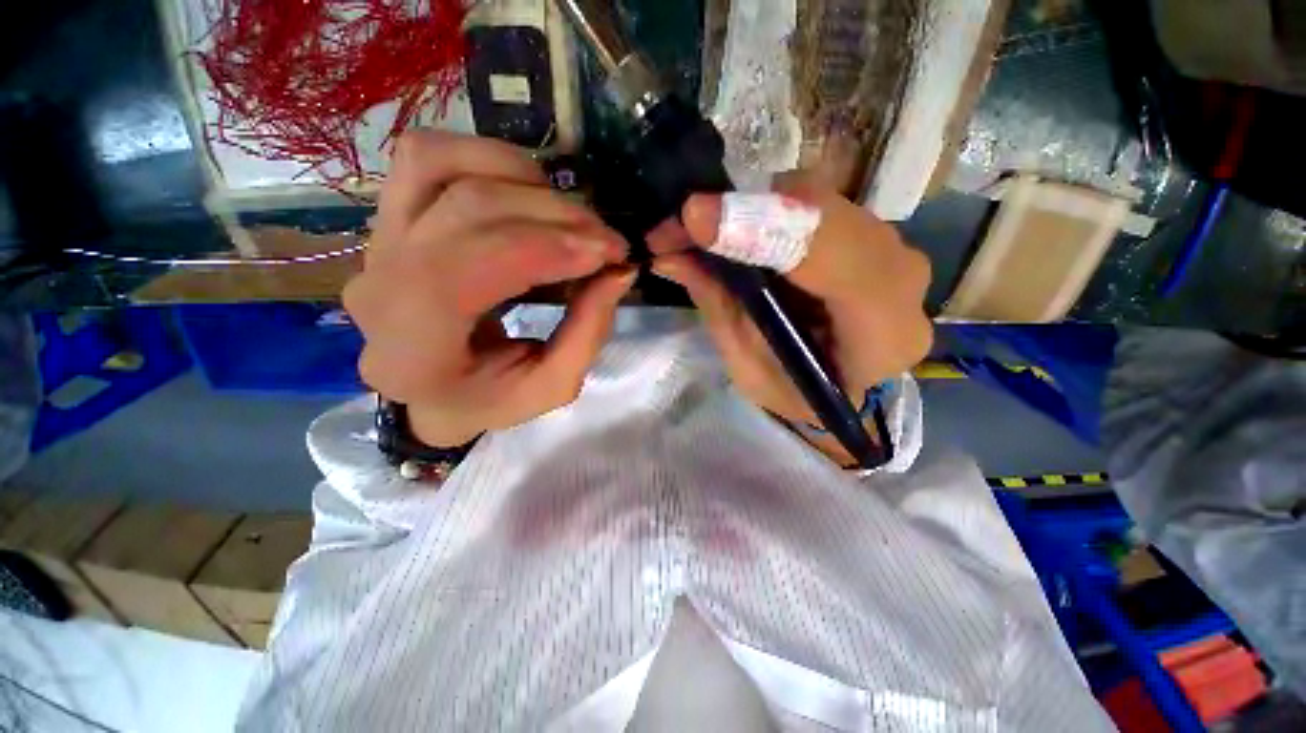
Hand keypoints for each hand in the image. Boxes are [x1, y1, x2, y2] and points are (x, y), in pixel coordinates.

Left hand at [344, 131, 632, 446]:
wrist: (429, 389)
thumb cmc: (489, 399)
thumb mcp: (551, 386)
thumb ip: (587, 331)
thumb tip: (620, 270)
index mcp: (411, 350)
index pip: (464, 270)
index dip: (544, 249)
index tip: (607, 254)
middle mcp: (378, 286)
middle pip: (466, 209)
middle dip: (555, 217)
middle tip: (607, 240)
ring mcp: (375, 242)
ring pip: (439, 165)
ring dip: (522, 180)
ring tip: (569, 217)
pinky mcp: (388, 217)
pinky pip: (428, 157)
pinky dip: (489, 160)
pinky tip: (529, 193)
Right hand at [649, 180, 931, 461]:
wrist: (841, 385)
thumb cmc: (795, 391)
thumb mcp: (749, 367)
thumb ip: (720, 308)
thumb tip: (673, 256)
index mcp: (884, 333)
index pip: (839, 261)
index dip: (767, 231)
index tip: (696, 220)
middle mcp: (901, 279)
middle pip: (824, 216)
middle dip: (745, 214)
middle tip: (679, 227)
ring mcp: (890, 247)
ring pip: (816, 200)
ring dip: (750, 209)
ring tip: (696, 231)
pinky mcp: (868, 230)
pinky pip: (813, 203)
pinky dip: (764, 209)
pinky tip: (731, 230)